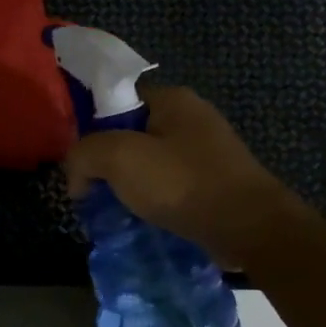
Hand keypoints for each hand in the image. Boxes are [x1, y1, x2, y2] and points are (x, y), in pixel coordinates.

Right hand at [62, 87, 297, 266]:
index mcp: (172, 99)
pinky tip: (141, 219)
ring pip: (148, 163)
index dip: (91, 127)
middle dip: (106, 162)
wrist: (249, 228)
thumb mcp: (119, 158)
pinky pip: (168, 185)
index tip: (80, 162)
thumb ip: (84, 154)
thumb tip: (77, 175)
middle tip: (91, 191)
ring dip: (127, 185)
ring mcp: (205, 151)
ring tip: (113, 210)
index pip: (116, 100)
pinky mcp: (213, 182)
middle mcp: (191, 118)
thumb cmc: (182, 183)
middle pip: (130, 133)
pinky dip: (151, 200)